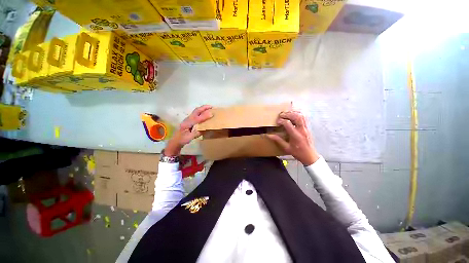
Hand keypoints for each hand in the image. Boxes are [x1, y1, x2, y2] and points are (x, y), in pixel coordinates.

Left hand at [164, 105, 212, 155]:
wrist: (176, 140)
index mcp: (188, 123)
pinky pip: (196, 113)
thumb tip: (205, 129)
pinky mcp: (189, 120)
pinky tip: (205, 113)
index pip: (197, 118)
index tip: (212, 114)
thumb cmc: (183, 139)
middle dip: (204, 108)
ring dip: (203, 109)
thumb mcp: (189, 138)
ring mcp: (188, 119)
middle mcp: (188, 119)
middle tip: (211, 107)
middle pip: (196, 111)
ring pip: (196, 111)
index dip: (205, 116)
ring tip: (210, 109)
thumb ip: (196, 133)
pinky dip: (201, 111)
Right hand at [266, 111, 319, 165]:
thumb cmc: (298, 153)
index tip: (277, 122)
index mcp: (296, 136)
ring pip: (301, 115)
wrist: (310, 156)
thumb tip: (268, 135)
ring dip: (293, 112)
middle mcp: (302, 130)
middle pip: (296, 117)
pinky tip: (294, 114)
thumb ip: (277, 140)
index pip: (288, 123)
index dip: (281, 121)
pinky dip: (299, 114)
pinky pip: (305, 117)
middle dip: (287, 114)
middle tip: (281, 115)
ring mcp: (306, 128)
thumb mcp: (286, 148)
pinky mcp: (308, 127)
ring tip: (287, 113)